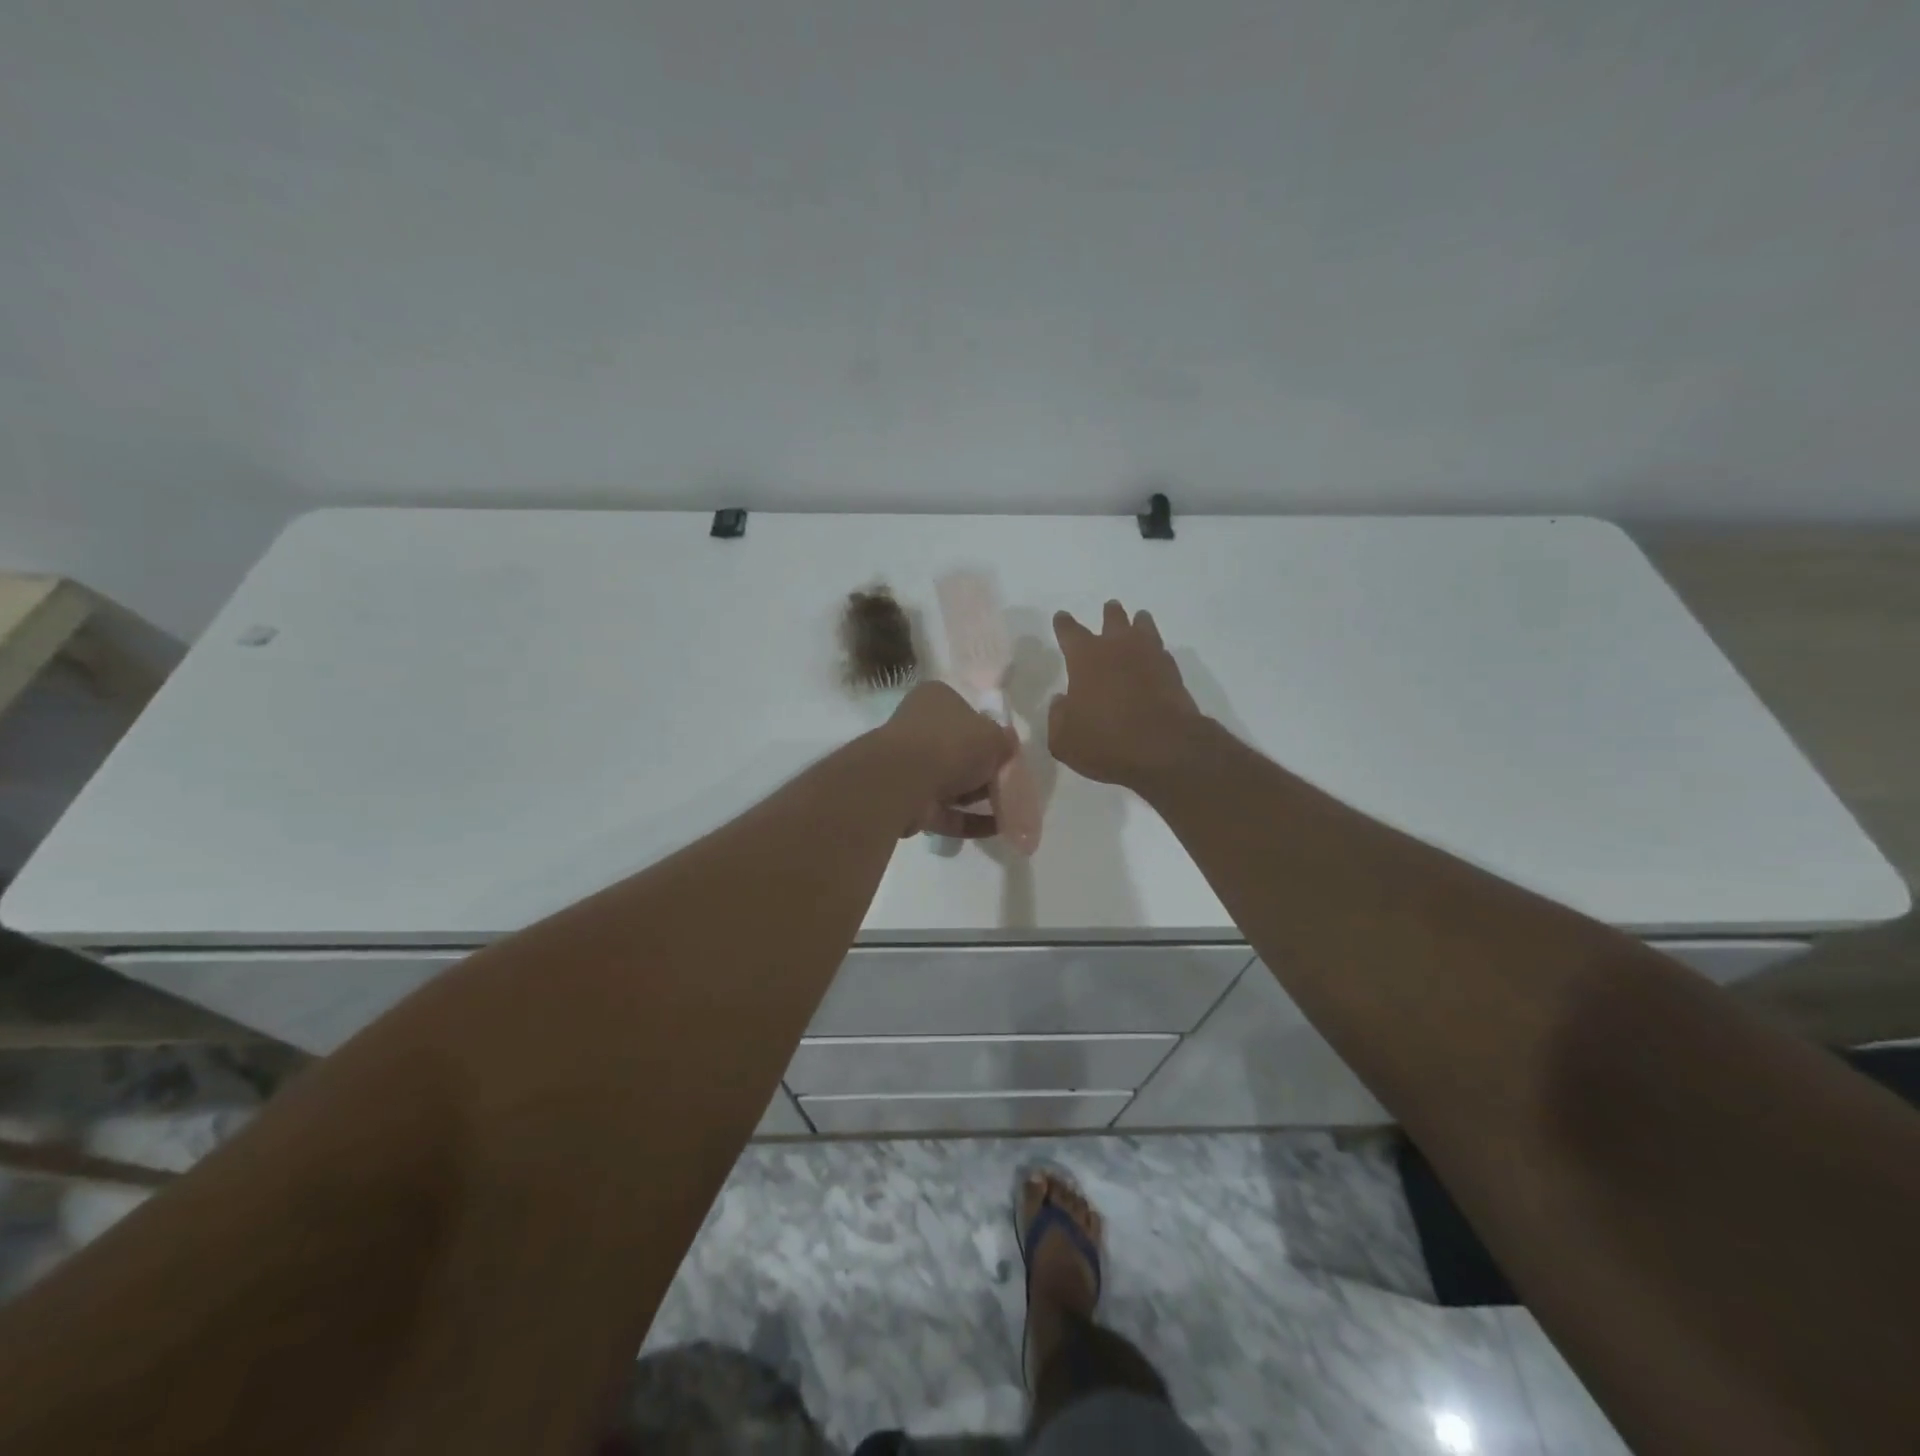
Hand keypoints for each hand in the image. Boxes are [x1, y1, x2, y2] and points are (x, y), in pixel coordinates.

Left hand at [879, 682, 1018, 837]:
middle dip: (986, 771)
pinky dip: (970, 820)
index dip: (990, 734)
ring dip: (980, 798)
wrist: (903, 781)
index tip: (1008, 754)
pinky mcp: (909, 800)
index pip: (968, 713)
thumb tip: (1008, 744)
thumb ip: (1005, 742)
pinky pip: (946, 811)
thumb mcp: (993, 736)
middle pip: (960, 751)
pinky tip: (998, 830)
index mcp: (936, 700)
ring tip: (1011, 811)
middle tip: (1012, 784)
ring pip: (952, 783)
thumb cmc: (952, 744)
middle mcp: (919, 728)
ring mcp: (910, 766)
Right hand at [1049, 600, 1204, 787]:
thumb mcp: (1064, 740)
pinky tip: (1155, 654)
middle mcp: (1118, 648)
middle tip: (1110, 607)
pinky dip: (1156, 650)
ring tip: (1139, 619)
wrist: (1165, 749)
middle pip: (1113, 620)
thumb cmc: (1105, 742)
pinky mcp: (1173, 673)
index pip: (1070, 632)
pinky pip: (1161, 652)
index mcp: (1085, 658)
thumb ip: (1058, 717)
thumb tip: (1062, 701)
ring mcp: (1150, 657)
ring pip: (1144, 628)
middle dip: (1109, 614)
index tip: (1062, 617)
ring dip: (1139, 623)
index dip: (1064, 624)